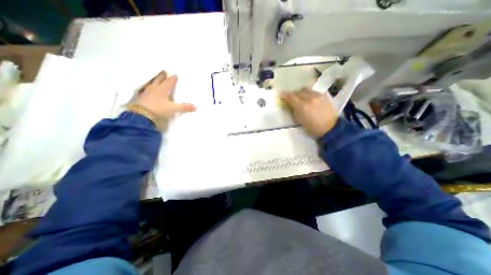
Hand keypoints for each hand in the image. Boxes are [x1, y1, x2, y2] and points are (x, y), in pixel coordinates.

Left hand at [134, 71, 196, 125]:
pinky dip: (148, 88)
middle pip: (158, 80)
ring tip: (156, 78)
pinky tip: (147, 89)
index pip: (169, 82)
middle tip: (164, 72)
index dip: (172, 79)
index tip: (175, 75)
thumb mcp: (173, 109)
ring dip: (154, 80)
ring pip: (151, 83)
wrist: (141, 115)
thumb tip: (195, 107)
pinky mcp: (141, 97)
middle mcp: (154, 88)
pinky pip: (145, 89)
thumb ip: (184, 107)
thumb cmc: (159, 109)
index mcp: (162, 89)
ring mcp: (146, 92)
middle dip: (162, 76)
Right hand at [280, 89, 338, 138]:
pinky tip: (309, 99)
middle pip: (298, 91)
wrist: (329, 128)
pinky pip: (313, 91)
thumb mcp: (299, 120)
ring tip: (300, 98)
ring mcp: (318, 96)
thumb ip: (293, 110)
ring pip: (306, 90)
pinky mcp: (324, 96)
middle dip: (293, 94)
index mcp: (302, 106)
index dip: (284, 95)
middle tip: (291, 98)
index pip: (291, 97)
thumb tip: (288, 104)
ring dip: (301, 93)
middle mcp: (310, 98)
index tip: (280, 94)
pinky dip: (309, 94)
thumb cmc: (311, 128)